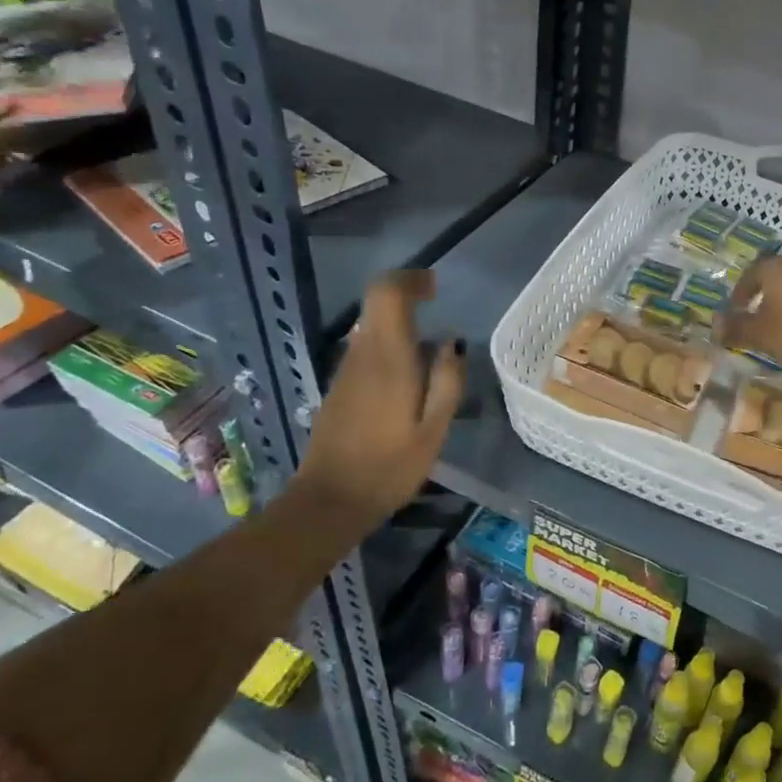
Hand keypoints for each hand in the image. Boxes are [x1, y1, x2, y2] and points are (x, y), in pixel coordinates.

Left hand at [293, 270, 464, 525]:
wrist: (330, 501)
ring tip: (430, 355)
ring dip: (399, 324)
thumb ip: (447, 381)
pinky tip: (408, 381)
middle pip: (376, 304)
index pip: (386, 293)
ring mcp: (345, 371)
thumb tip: (452, 343)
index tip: (435, 289)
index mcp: (388, 359)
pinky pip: (365, 350)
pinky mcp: (339, 388)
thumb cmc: (390, 467)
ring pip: (371, 327)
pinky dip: (388, 347)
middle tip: (437, 310)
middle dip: (407, 297)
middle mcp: (362, 355)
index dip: (410, 280)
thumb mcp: (433, 429)